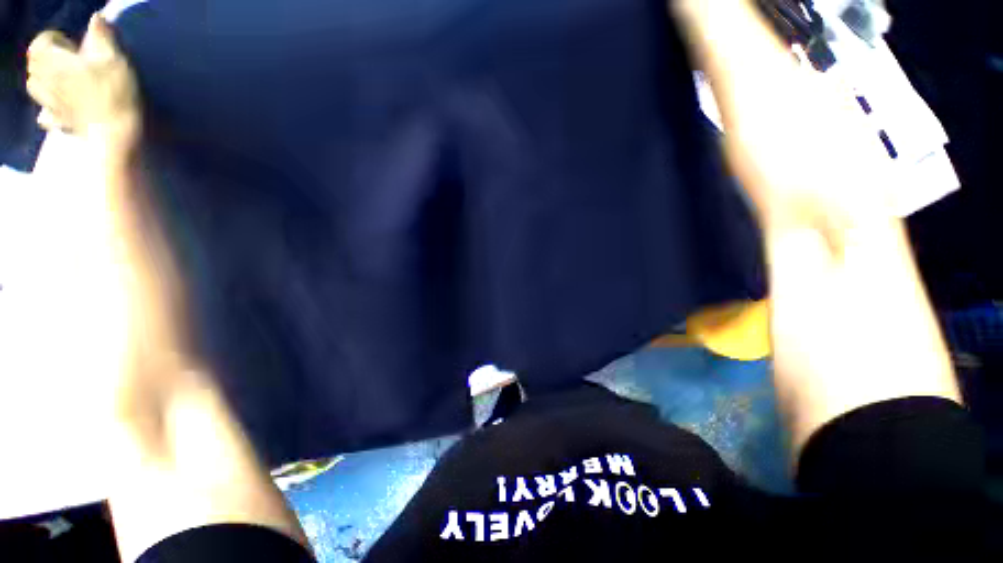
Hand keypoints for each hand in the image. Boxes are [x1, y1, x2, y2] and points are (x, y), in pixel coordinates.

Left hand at [27, 15, 140, 155]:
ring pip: (35, 87)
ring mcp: (49, 105)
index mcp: (54, 62)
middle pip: (34, 65)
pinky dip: (48, 109)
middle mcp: (45, 81)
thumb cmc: (115, 94)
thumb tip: (97, 18)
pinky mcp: (58, 123)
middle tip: (69, 62)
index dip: (56, 40)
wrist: (116, 135)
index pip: (41, 42)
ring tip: (62, 81)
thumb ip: (103, 36)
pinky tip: (61, 109)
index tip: (75, 46)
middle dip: (47, 59)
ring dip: (44, 81)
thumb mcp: (115, 59)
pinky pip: (45, 114)